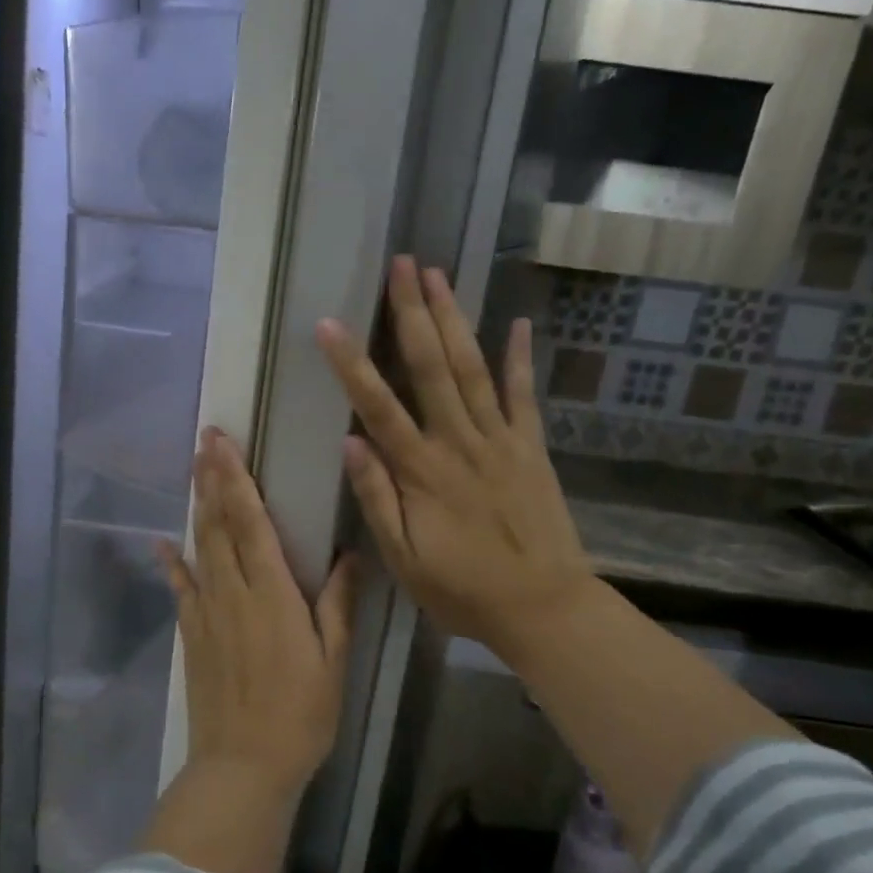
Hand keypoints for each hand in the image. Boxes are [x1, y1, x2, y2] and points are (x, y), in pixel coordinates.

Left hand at [158, 428, 356, 800]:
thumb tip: (349, 554)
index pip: (251, 521)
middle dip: (212, 477)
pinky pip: (180, 588)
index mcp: (272, 592)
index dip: (236, 478)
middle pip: (219, 523)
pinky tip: (162, 541)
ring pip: (200, 545)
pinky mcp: (192, 633)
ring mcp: (206, 611)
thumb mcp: (333, 660)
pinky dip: (171, 561)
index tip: (225, 444)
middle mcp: (233, 591)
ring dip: (197, 505)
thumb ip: (337, 604)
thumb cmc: (300, 714)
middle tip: (205, 439)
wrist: (243, 766)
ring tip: (193, 470)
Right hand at [316, 256, 594, 665]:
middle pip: (432, 367)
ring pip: (473, 368)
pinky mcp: (531, 448)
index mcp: (422, 470)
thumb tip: (349, 441)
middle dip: (413, 312)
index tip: (328, 323)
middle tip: (401, 265)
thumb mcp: (404, 559)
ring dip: (454, 319)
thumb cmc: (463, 589)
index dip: (351, 363)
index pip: (378, 406)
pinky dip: (520, 358)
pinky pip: (524, 396)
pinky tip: (517, 323)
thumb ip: (377, 498)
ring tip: (439, 275)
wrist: (544, 607)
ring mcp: (501, 440)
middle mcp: (460, 441)